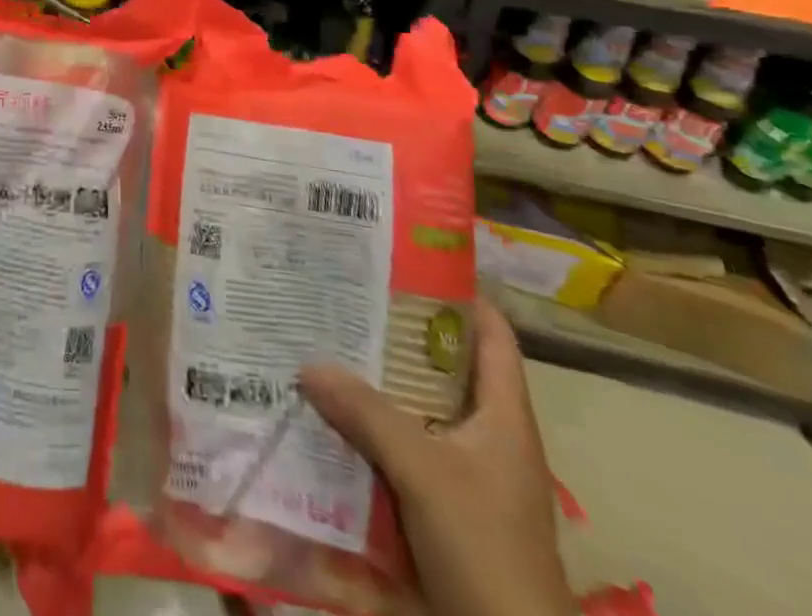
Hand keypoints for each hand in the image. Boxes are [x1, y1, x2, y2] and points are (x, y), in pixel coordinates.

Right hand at [300, 299, 575, 615]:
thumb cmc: (485, 549)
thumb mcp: (425, 472)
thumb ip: (367, 413)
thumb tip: (308, 363)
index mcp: (504, 415)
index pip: (492, 332)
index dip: (458, 292)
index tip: (404, 261)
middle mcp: (486, 435)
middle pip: (442, 366)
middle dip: (395, 334)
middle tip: (344, 298)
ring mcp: (465, 474)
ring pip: (416, 408)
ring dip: (375, 384)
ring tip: (325, 344)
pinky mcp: (440, 506)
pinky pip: (399, 450)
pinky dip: (369, 431)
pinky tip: (328, 415)